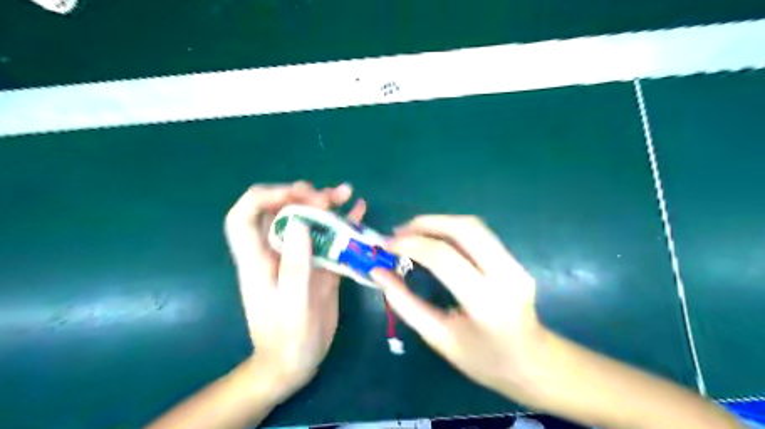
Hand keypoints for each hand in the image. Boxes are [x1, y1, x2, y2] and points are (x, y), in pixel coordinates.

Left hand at [222, 179, 364, 398]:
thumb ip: (295, 266)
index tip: (298, 195)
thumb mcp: (293, 306)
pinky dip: (343, 223)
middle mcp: (276, 252)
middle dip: (303, 196)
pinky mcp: (319, 265)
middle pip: (280, 211)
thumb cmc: (288, 340)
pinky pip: (329, 238)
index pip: (244, 215)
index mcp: (258, 259)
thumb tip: (299, 222)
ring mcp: (299, 257)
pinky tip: (358, 211)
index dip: (266, 196)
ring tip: (346, 194)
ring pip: (307, 221)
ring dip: (325, 204)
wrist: (296, 363)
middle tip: (329, 198)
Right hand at [372, 216, 545, 399]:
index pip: (444, 258)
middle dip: (427, 223)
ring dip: (439, 222)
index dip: (411, 245)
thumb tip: (378, 273)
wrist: (534, 365)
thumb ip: (405, 303)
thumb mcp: (438, 338)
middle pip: (464, 229)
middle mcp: (506, 276)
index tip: (386, 246)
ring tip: (412, 232)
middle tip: (399, 232)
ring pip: (474, 226)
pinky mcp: (515, 260)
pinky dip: (452, 230)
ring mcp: (515, 265)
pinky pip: (480, 235)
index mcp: (486, 303)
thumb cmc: (483, 361)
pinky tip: (435, 239)